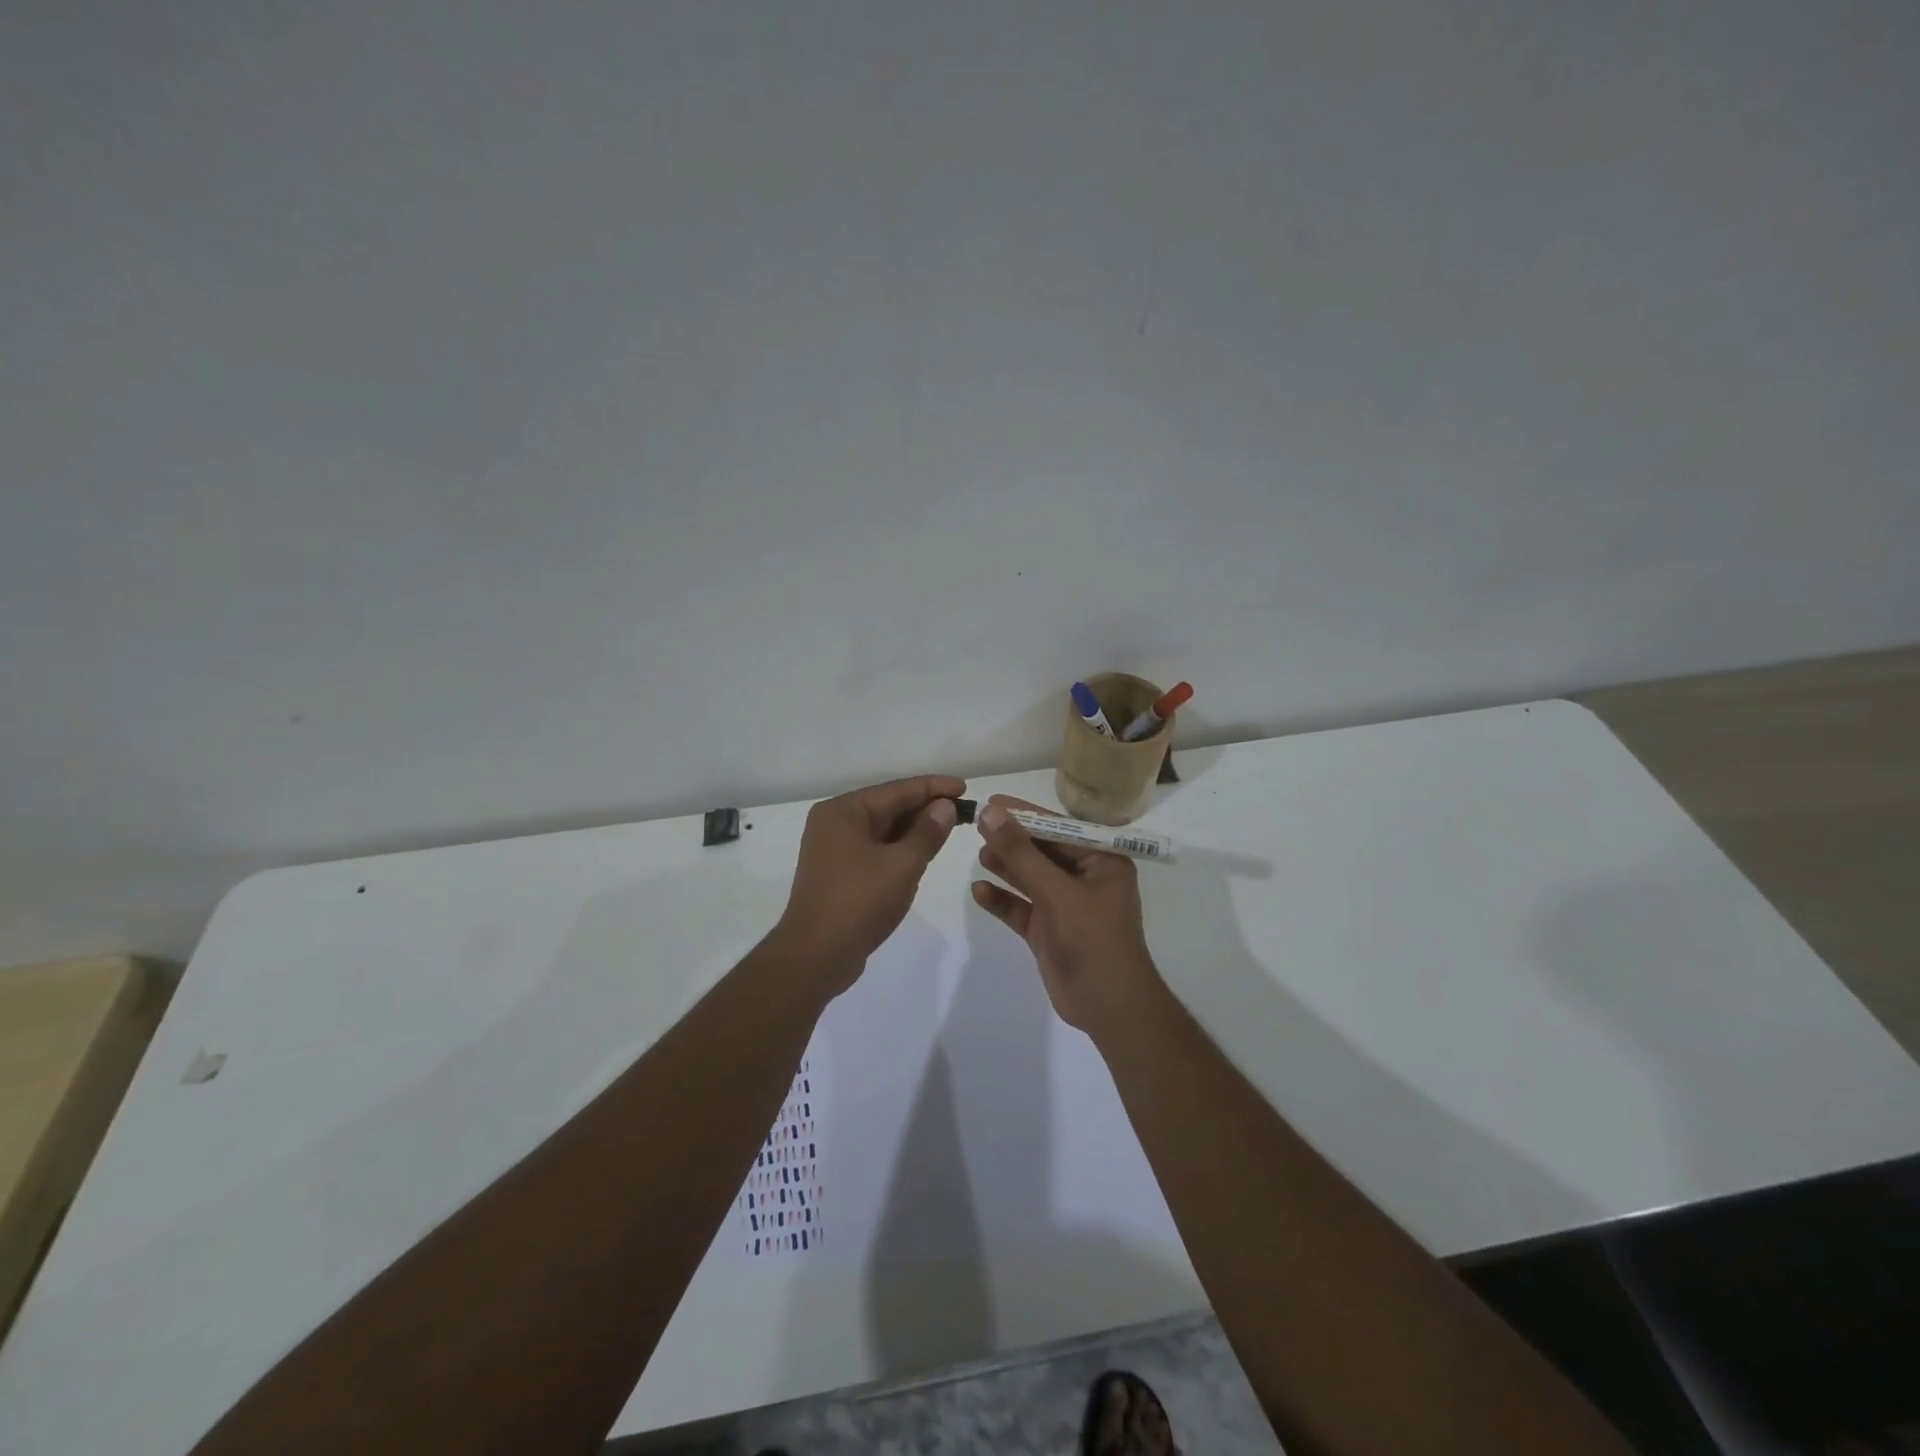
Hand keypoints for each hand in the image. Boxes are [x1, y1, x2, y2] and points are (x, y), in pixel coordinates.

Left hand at [774, 774, 966, 995]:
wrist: (816, 956)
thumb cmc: (860, 902)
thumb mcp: (902, 865)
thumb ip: (927, 832)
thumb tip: (945, 806)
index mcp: (843, 811)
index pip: (896, 790)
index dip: (933, 787)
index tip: (964, 787)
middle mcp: (834, 823)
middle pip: (888, 807)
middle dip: (925, 807)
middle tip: (964, 809)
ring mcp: (833, 849)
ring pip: (882, 830)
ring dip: (914, 828)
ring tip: (950, 826)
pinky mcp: (838, 873)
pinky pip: (875, 849)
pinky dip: (900, 848)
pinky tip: (923, 851)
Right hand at [971, 795, 1163, 1035]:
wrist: (1109, 1006)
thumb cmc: (1092, 939)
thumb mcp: (1056, 891)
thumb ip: (1021, 852)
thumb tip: (990, 813)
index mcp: (1101, 861)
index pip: (1058, 828)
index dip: (1024, 814)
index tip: (992, 801)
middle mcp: (1085, 878)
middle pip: (1041, 851)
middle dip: (1012, 840)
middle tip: (976, 826)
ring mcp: (1066, 905)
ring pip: (1030, 878)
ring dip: (1006, 866)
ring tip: (979, 853)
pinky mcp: (1049, 930)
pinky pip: (1022, 908)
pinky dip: (1003, 899)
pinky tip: (979, 891)